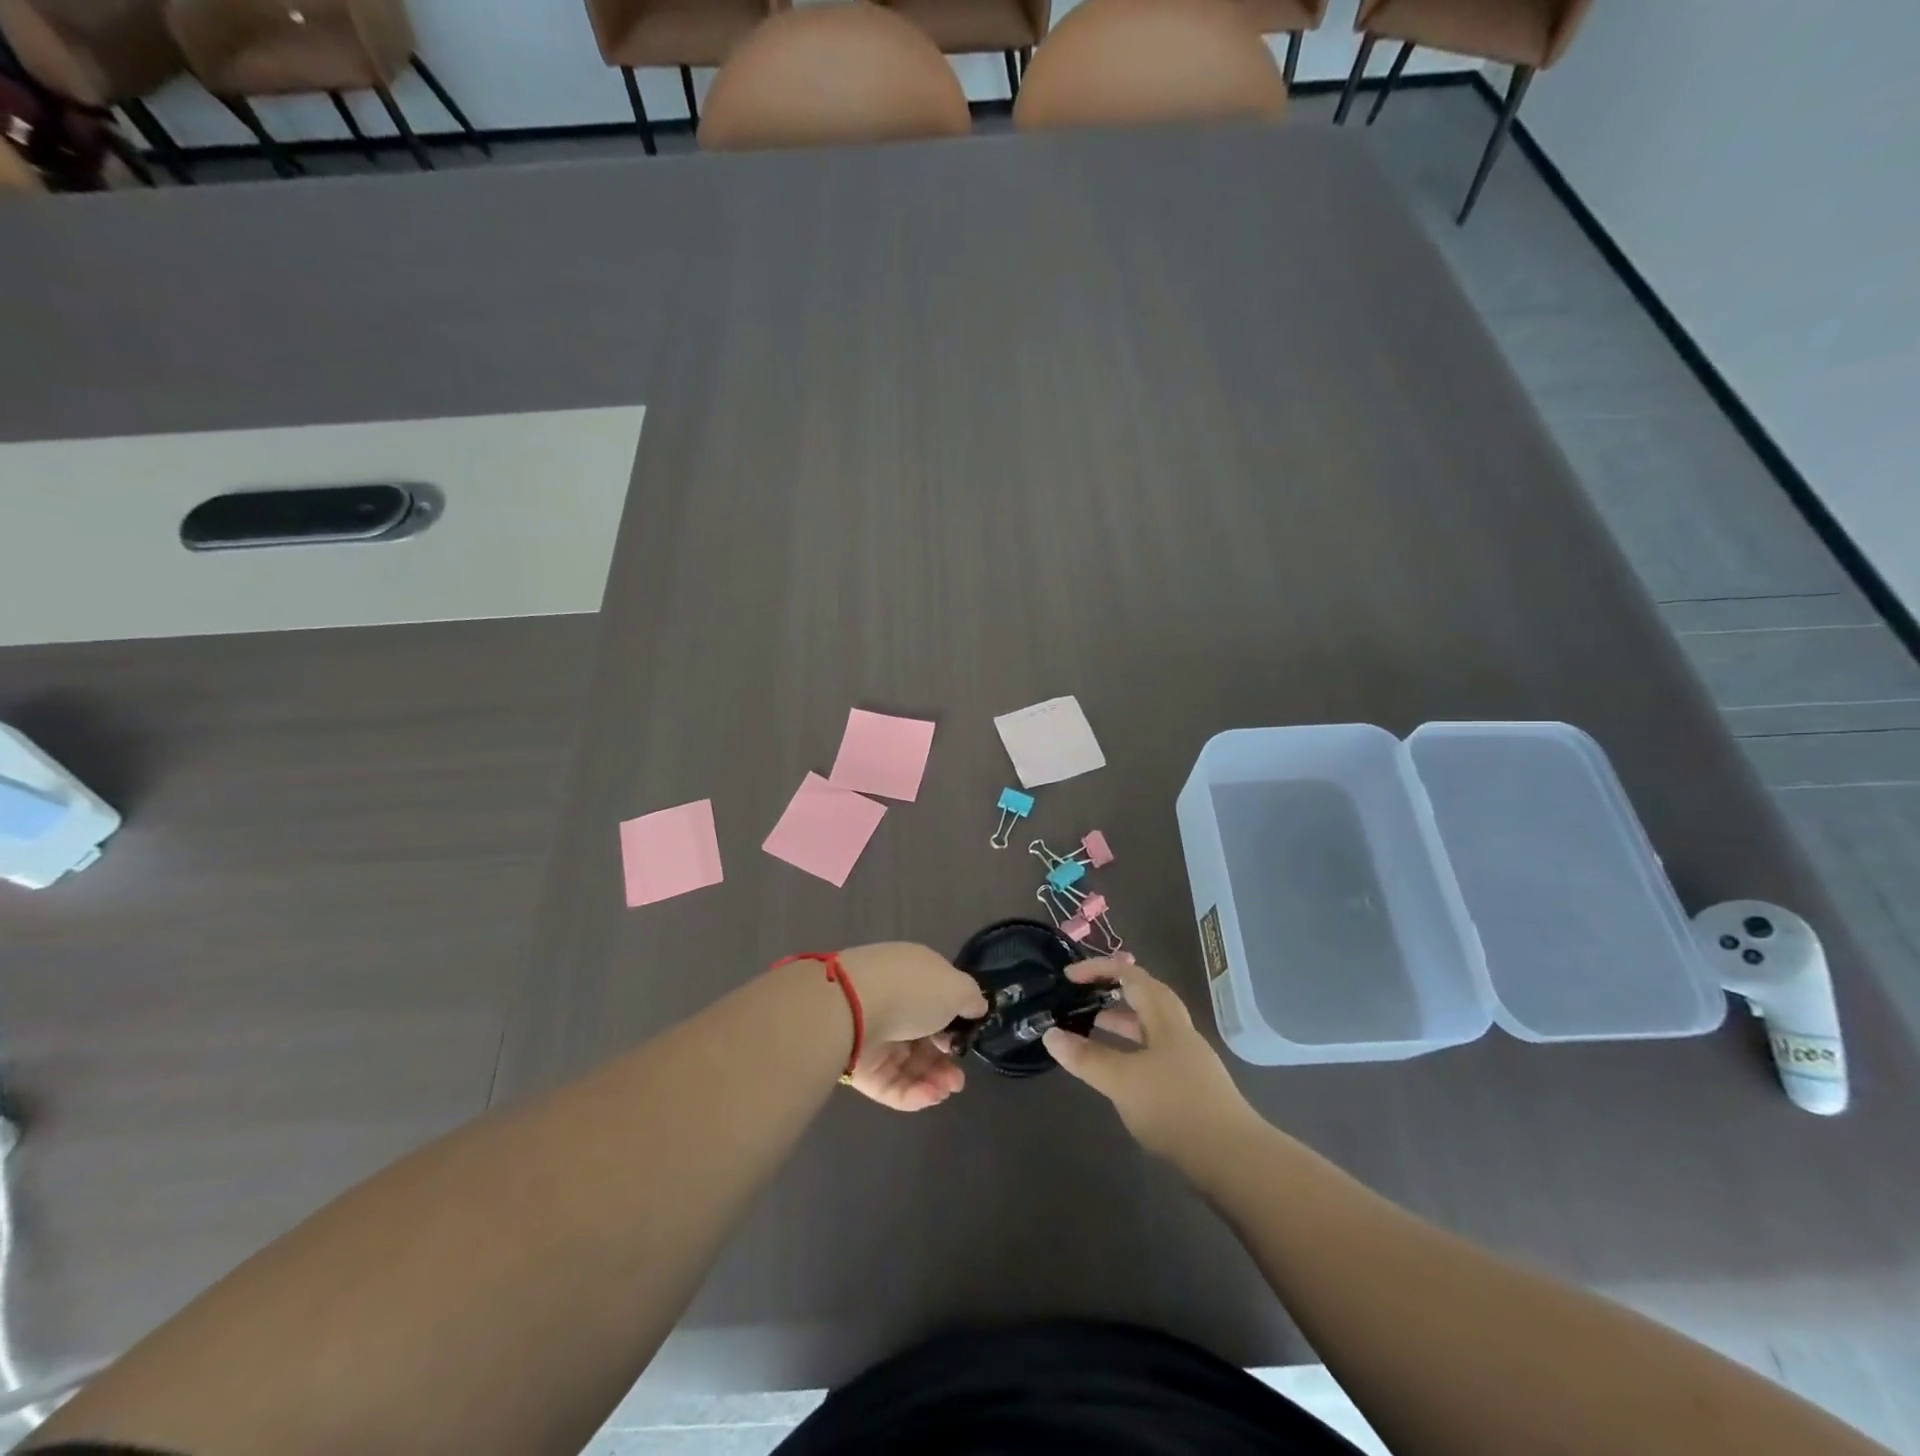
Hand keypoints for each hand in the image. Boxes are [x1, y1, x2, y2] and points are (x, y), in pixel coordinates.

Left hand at [837, 942, 987, 1113]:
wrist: (851, 1008)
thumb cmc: (912, 991)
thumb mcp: (956, 987)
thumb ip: (970, 999)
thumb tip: (976, 1006)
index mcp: (913, 975)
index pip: (938, 999)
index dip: (956, 1021)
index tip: (968, 1037)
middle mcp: (893, 1003)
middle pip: (925, 1036)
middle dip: (946, 1059)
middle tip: (959, 1076)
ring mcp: (875, 1035)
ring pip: (909, 1064)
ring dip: (934, 1079)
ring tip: (948, 1089)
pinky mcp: (860, 1067)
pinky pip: (892, 1084)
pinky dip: (913, 1093)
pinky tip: (932, 1096)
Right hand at [1043, 958, 1257, 1162]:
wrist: (1234, 1161)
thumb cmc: (1175, 1108)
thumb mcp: (1122, 1081)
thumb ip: (1086, 1058)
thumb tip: (1050, 1034)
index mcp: (1166, 1020)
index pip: (1132, 976)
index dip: (1100, 969)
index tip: (1070, 977)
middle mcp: (1179, 1032)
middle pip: (1146, 997)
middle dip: (1112, 991)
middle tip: (1082, 996)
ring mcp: (1187, 1060)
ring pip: (1150, 1027)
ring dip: (1121, 1021)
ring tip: (1090, 1027)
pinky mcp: (1190, 1087)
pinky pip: (1153, 1052)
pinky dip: (1130, 1049)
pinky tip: (1117, 1070)